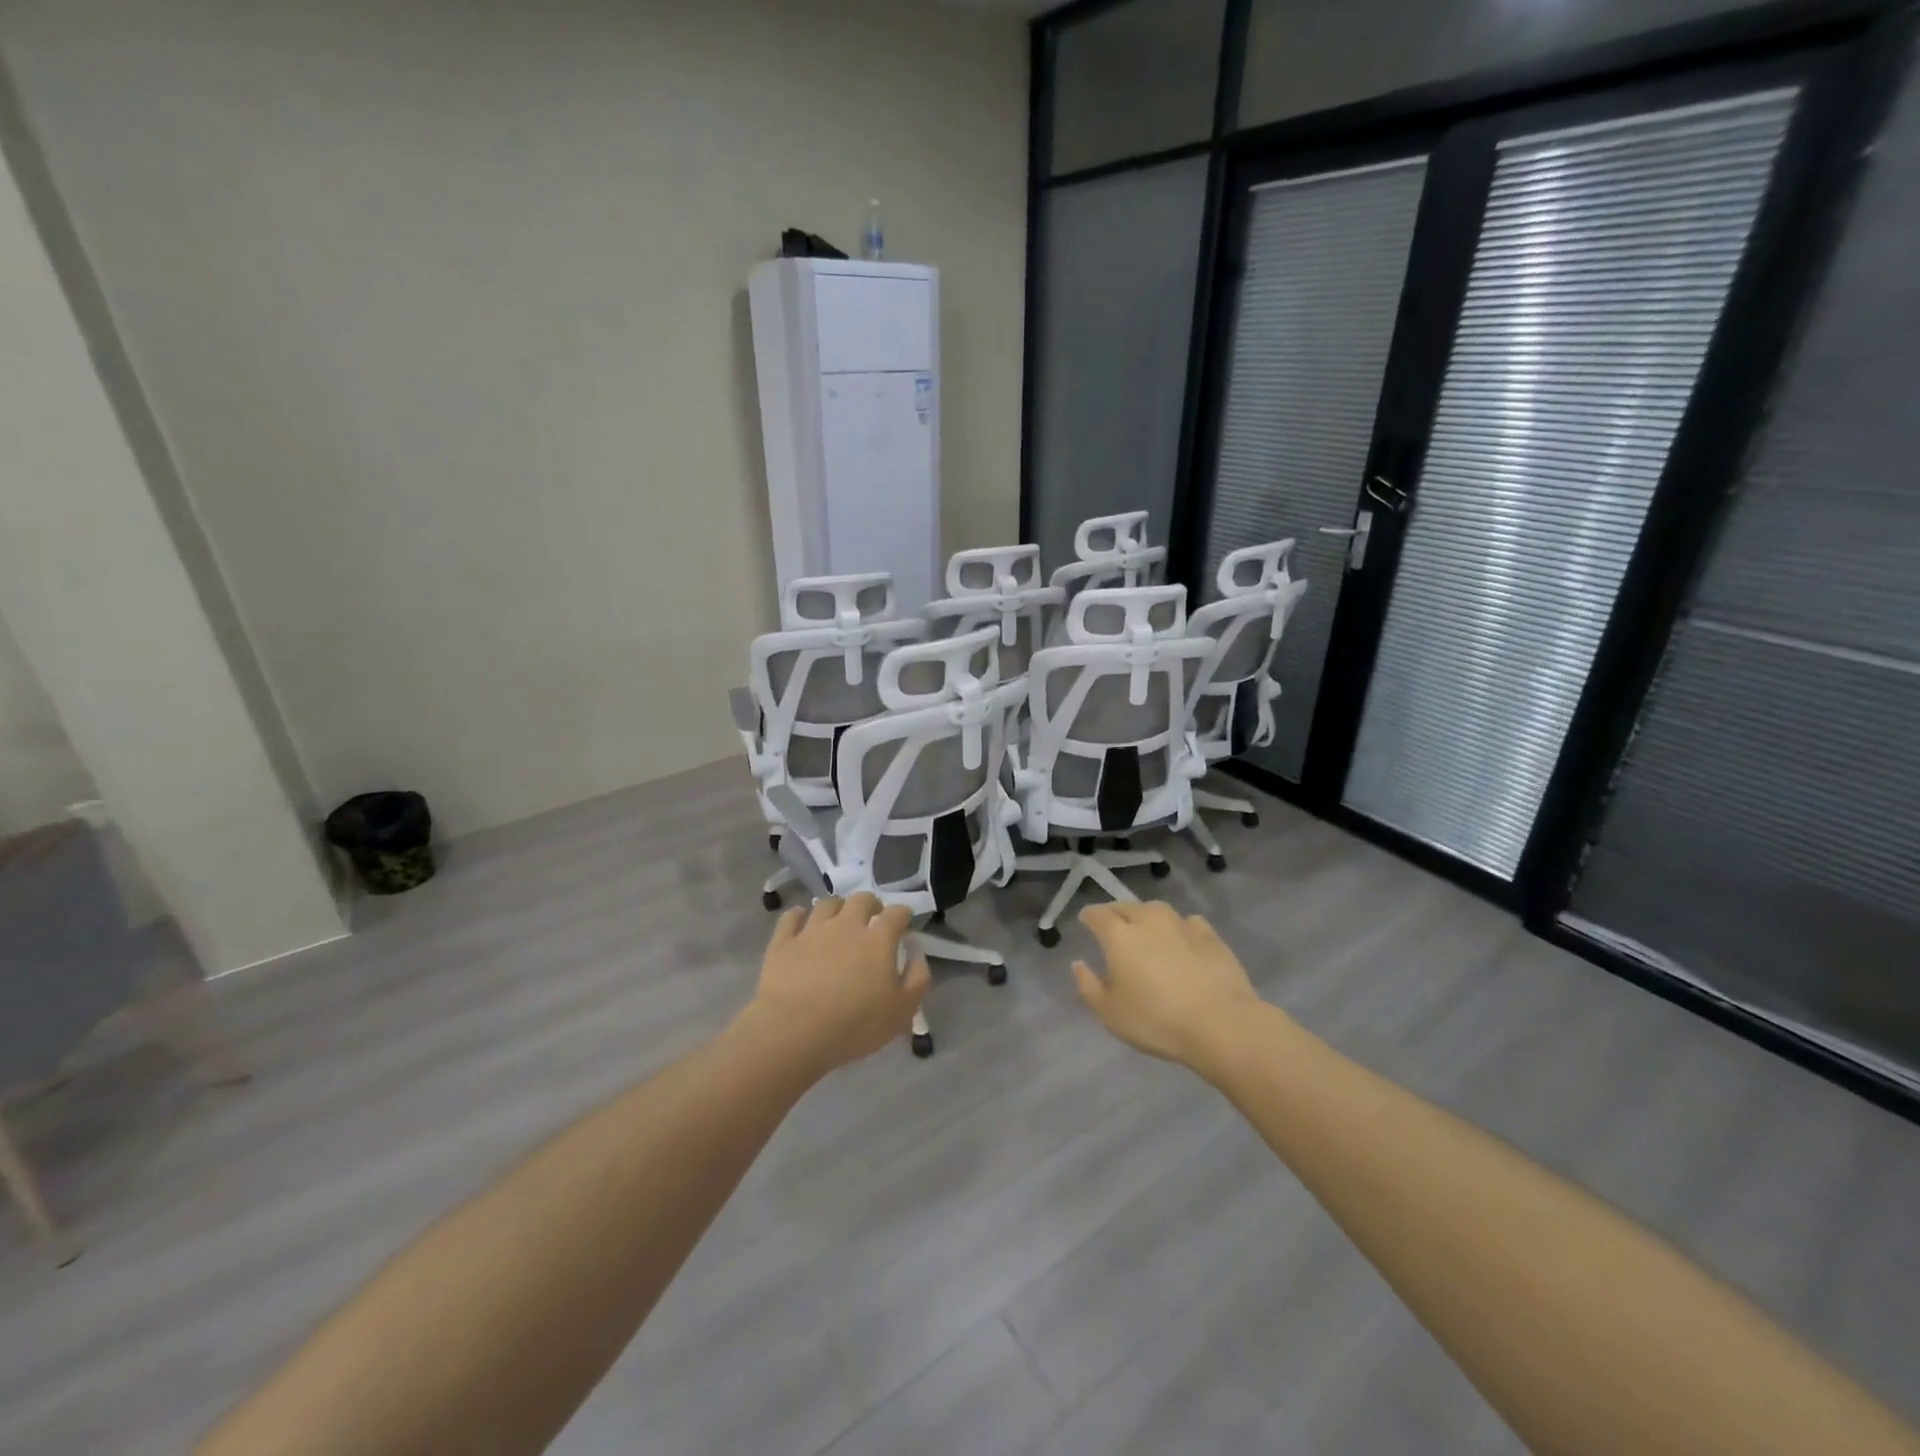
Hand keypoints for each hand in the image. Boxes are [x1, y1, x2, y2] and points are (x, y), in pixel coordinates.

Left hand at [741, 893, 930, 1075]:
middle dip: (871, 904)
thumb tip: (916, 953)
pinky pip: (790, 918)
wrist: (793, 1031)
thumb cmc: (854, 1024)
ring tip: (838, 920)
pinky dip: (797, 915)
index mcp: (878, 940)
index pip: (897, 913)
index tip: (904, 924)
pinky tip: (800, 920)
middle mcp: (846, 925)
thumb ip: (917, 978)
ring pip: (827, 904)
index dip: (903, 915)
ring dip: (837, 908)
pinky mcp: (783, 942)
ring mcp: (812, 931)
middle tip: (872, 919)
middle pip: (861, 899)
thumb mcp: (902, 1011)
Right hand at [1073, 901, 1264, 1069]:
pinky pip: (1187, 922)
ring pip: (1156, 910)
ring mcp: (1181, 924)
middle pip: (1126, 907)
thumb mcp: (1110, 1014)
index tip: (1085, 922)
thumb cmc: (1157, 1020)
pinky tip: (1183, 942)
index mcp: (1119, 936)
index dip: (1088, 916)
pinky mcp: (1210, 935)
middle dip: (1115, 914)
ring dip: (1147, 917)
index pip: (1097, 914)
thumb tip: (1078, 964)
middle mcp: (1148, 920)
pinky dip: (1180, 928)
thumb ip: (1088, 986)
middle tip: (1113, 928)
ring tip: (1147, 932)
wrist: (1221, 1024)